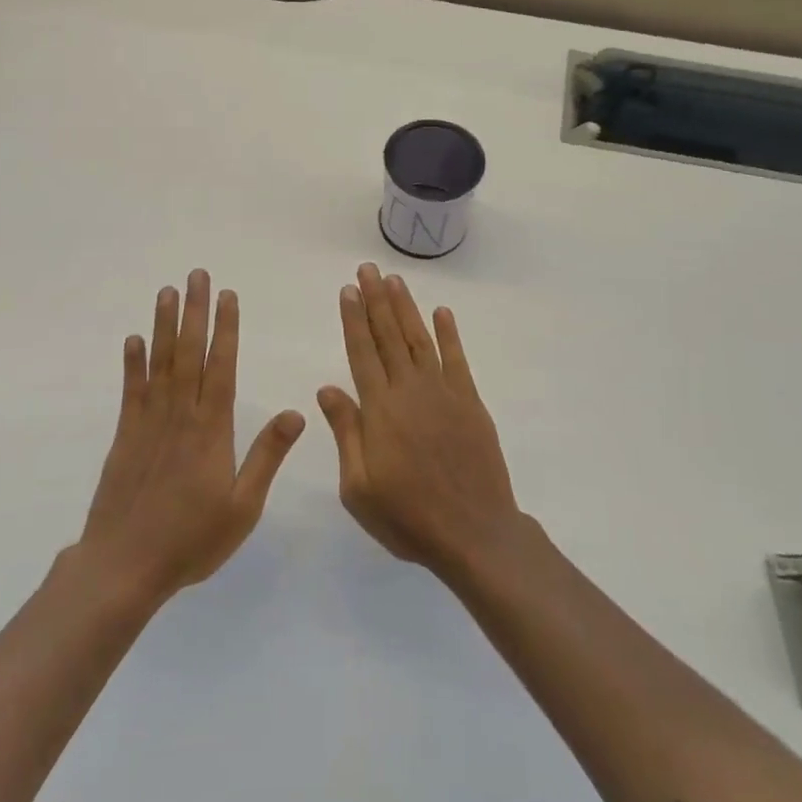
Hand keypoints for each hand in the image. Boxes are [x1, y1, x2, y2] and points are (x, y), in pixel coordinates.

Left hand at [78, 271, 304, 601]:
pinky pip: (131, 391)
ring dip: (165, 325)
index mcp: (211, 429)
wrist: (124, 566)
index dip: (225, 329)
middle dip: (195, 311)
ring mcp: (148, 423)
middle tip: (197, 276)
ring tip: (168, 292)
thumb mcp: (243, 506)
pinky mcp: (125, 436)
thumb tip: (296, 413)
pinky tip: (134, 339)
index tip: (228, 296)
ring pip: (160, 363)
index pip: (221, 367)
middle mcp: (180, 416)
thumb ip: (267, 456)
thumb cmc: (191, 539)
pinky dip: (133, 363)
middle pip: (189, 353)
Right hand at [318, 263, 519, 578]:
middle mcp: (410, 390)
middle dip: (376, 300)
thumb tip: (327, 387)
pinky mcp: (470, 402)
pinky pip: (457, 359)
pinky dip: (449, 333)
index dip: (353, 319)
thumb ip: (346, 432)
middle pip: (389, 335)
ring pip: (420, 339)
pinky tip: (442, 312)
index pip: (361, 352)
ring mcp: (443, 393)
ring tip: (395, 280)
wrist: (473, 532)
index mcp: (380, 409)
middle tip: (367, 269)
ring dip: (406, 308)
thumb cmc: (408, 517)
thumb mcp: (359, 487)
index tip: (347, 290)